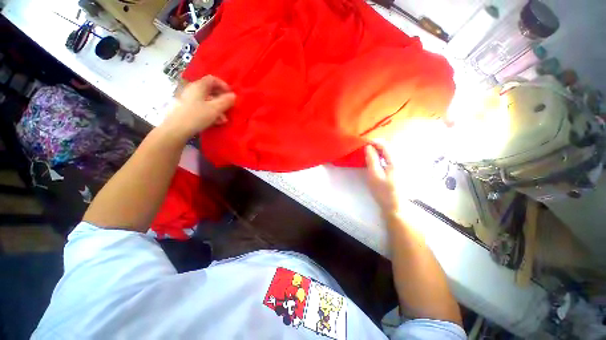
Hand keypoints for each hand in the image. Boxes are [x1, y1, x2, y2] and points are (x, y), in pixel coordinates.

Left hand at [162, 75, 235, 139]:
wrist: (175, 129)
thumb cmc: (196, 116)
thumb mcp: (215, 109)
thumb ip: (225, 101)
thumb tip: (234, 95)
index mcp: (198, 86)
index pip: (212, 79)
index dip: (223, 85)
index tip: (231, 95)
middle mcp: (192, 90)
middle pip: (210, 91)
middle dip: (222, 100)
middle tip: (229, 109)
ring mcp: (188, 99)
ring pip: (207, 101)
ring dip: (218, 109)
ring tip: (223, 120)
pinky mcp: (186, 108)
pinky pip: (202, 107)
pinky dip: (210, 113)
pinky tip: (215, 122)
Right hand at [365, 143, 399, 214]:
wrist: (394, 206)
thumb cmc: (383, 192)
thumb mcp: (374, 175)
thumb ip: (371, 160)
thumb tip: (368, 147)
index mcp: (395, 161)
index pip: (385, 145)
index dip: (374, 142)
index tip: (364, 143)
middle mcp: (401, 160)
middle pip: (389, 147)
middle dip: (377, 145)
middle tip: (366, 148)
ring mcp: (402, 165)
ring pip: (390, 152)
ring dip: (380, 150)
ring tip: (370, 153)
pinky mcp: (400, 170)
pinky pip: (391, 158)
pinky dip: (383, 156)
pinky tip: (378, 160)